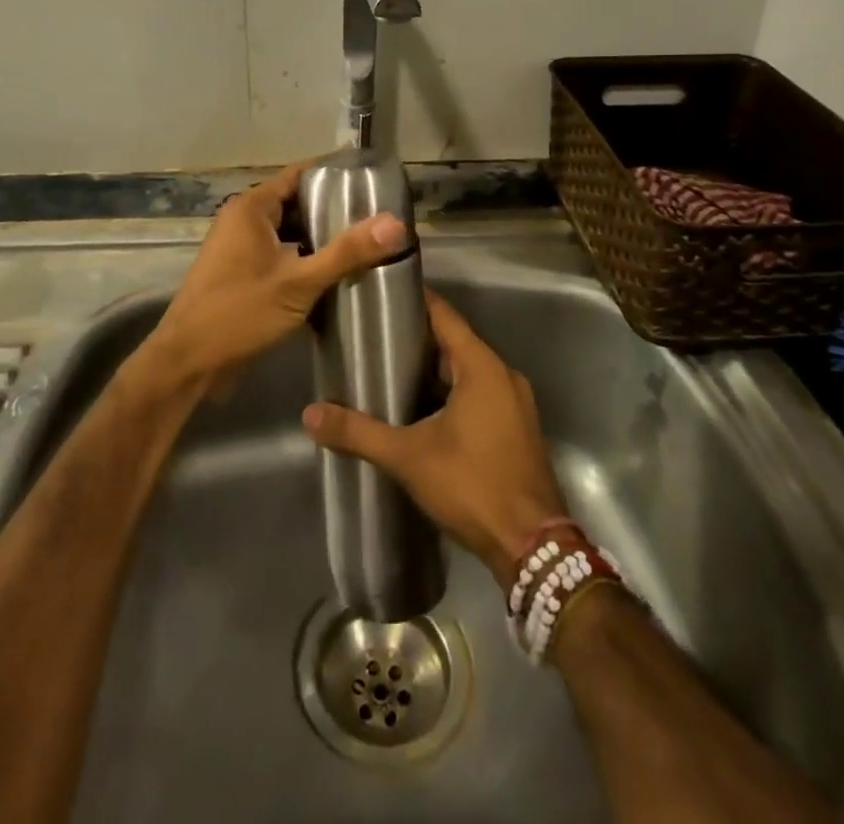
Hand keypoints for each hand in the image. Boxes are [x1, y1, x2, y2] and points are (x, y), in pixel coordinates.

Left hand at [138, 160, 407, 394]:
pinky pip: (281, 255)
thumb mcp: (297, 283)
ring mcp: (240, 248)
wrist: (187, 362)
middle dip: (334, 210)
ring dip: (320, 238)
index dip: (334, 174)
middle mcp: (243, 221)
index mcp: (251, 208)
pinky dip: (305, 259)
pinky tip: (336, 274)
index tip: (372, 179)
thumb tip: (395, 224)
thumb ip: (345, 253)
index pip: (299, 175)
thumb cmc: (238, 313)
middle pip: (296, 203)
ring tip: (366, 243)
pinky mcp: (242, 274)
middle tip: (378, 216)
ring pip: (289, 232)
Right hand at [302, 290, 566, 589]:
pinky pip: (479, 395)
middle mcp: (503, 376)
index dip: (414, 301)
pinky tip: (420, 409)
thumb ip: (359, 432)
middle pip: (455, 343)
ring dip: (434, 370)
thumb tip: (310, 414)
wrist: (533, 549)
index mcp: (483, 367)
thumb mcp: (409, 457)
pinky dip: (451, 393)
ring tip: (389, 369)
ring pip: (467, 372)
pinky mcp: (516, 429)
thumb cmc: (473, 486)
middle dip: (416, 339)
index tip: (381, 293)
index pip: (444, 315)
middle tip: (374, 336)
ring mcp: (514, 404)